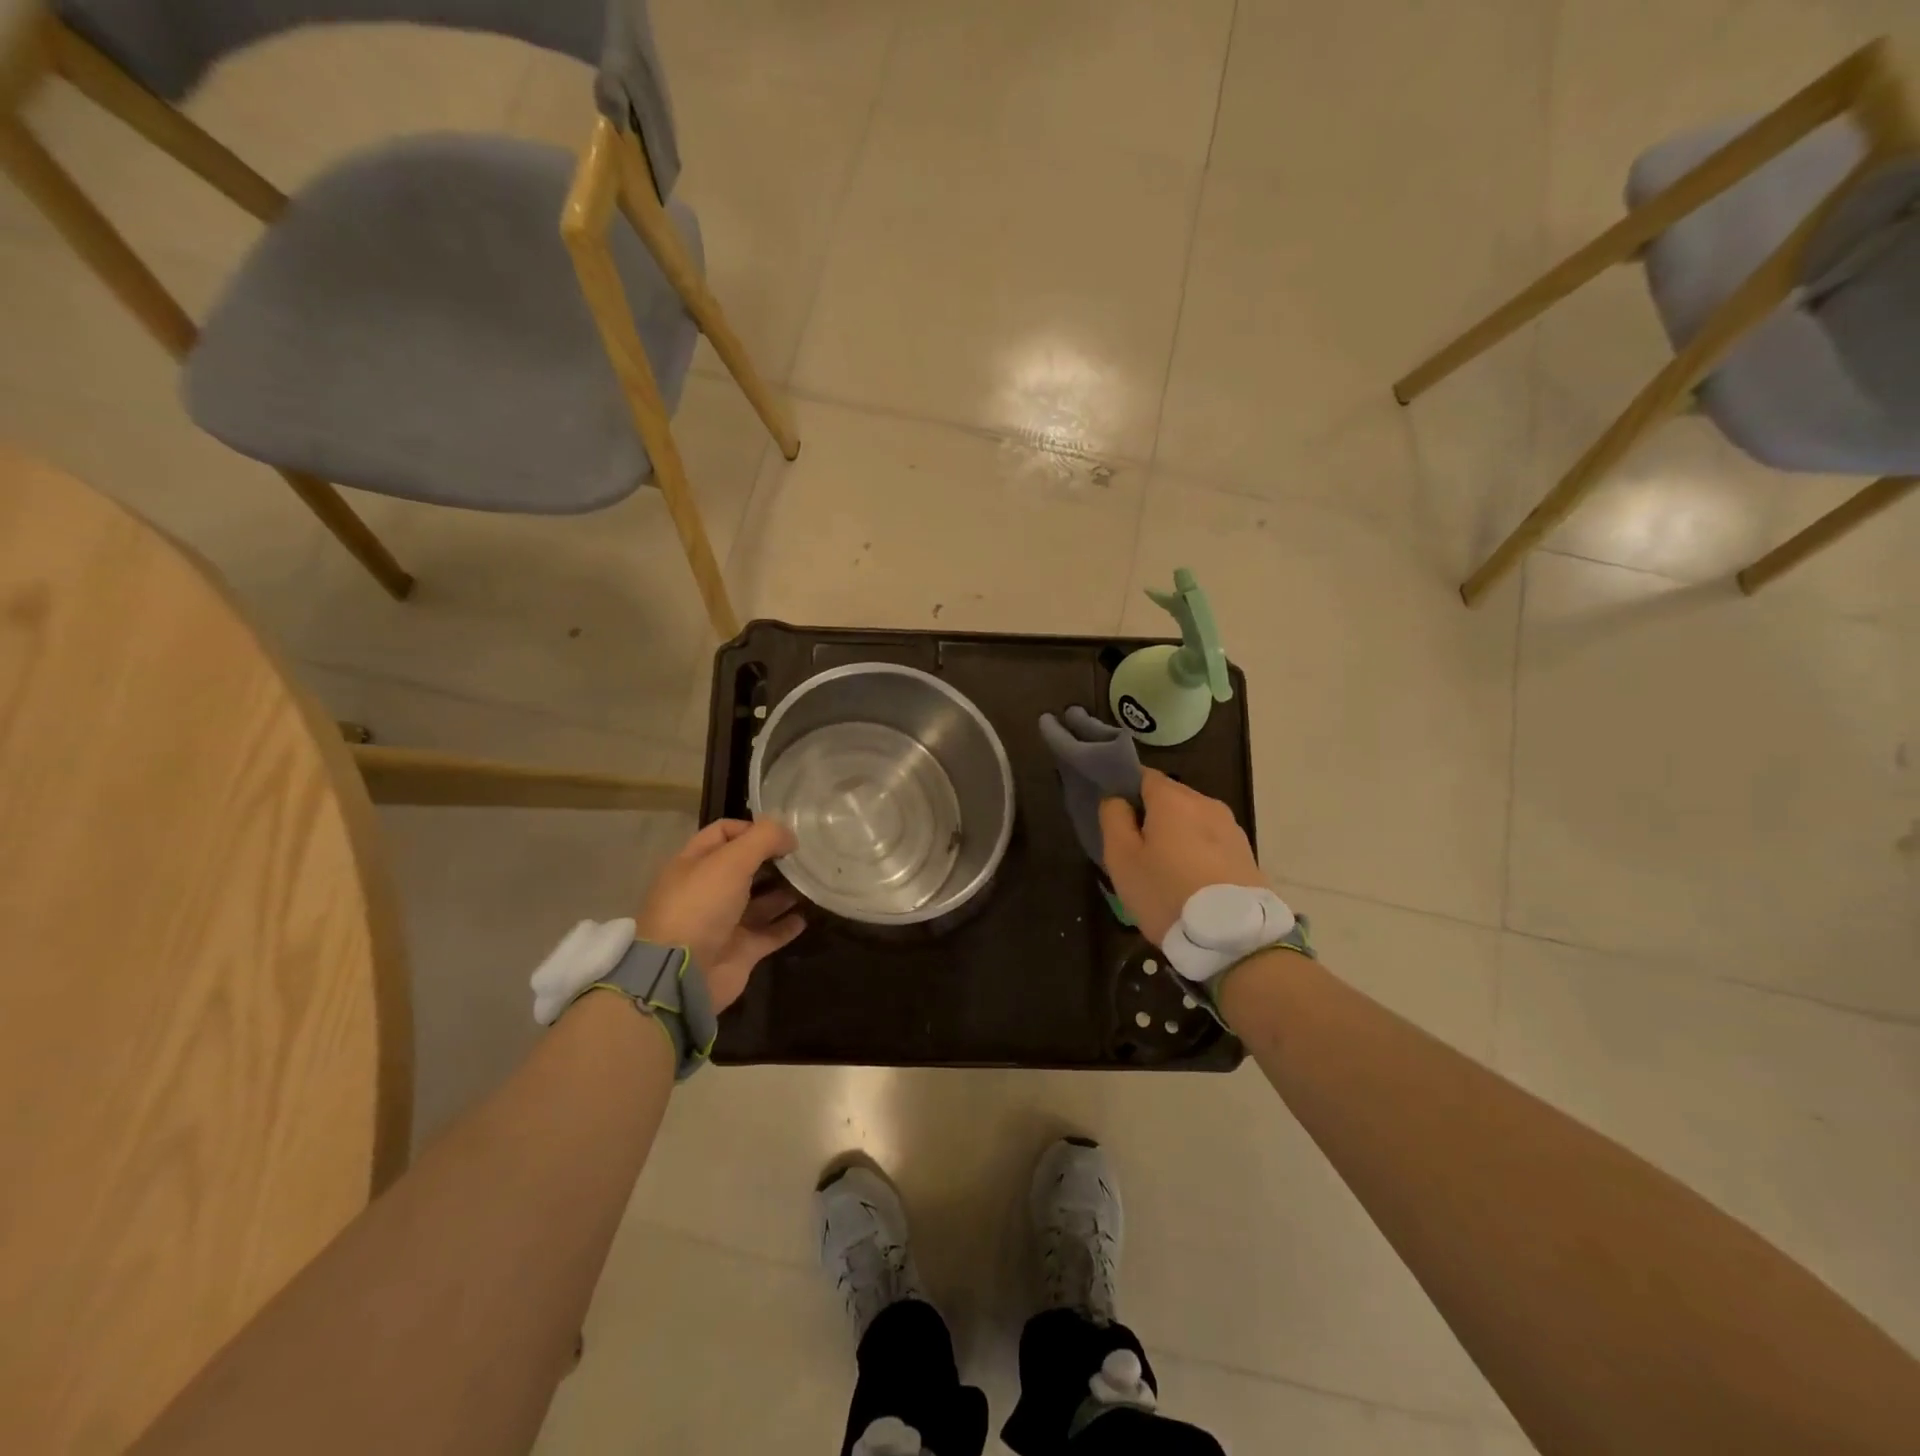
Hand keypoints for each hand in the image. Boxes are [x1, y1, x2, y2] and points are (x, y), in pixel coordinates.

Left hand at [635, 818, 804, 1012]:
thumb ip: (763, 839)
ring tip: (811, 883)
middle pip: (745, 867)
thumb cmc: (701, 906)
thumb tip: (790, 836)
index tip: (783, 835)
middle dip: (773, 860)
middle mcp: (708, 891)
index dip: (752, 829)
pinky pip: (769, 933)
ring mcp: (724, 922)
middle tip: (804, 857)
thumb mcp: (731, 861)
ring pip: (760, 901)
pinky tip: (806, 916)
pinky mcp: (740, 950)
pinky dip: (786, 925)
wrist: (682, 974)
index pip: (723, 834)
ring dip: (784, 891)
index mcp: (695, 864)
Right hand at [1098, 769, 1264, 946]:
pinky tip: (1191, 880)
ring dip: (1177, 834)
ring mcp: (1231, 827)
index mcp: (1173, 799)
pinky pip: (1212, 841)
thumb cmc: (1167, 893)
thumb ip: (1113, 819)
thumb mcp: (1122, 859)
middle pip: (1170, 797)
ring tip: (1165, 868)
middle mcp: (1206, 803)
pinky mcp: (1246, 852)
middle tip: (1136, 849)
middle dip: (1152, 815)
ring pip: (1193, 820)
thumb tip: (1116, 798)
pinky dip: (1198, 852)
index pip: (1143, 775)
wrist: (1233, 938)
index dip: (1125, 790)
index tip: (1116, 817)